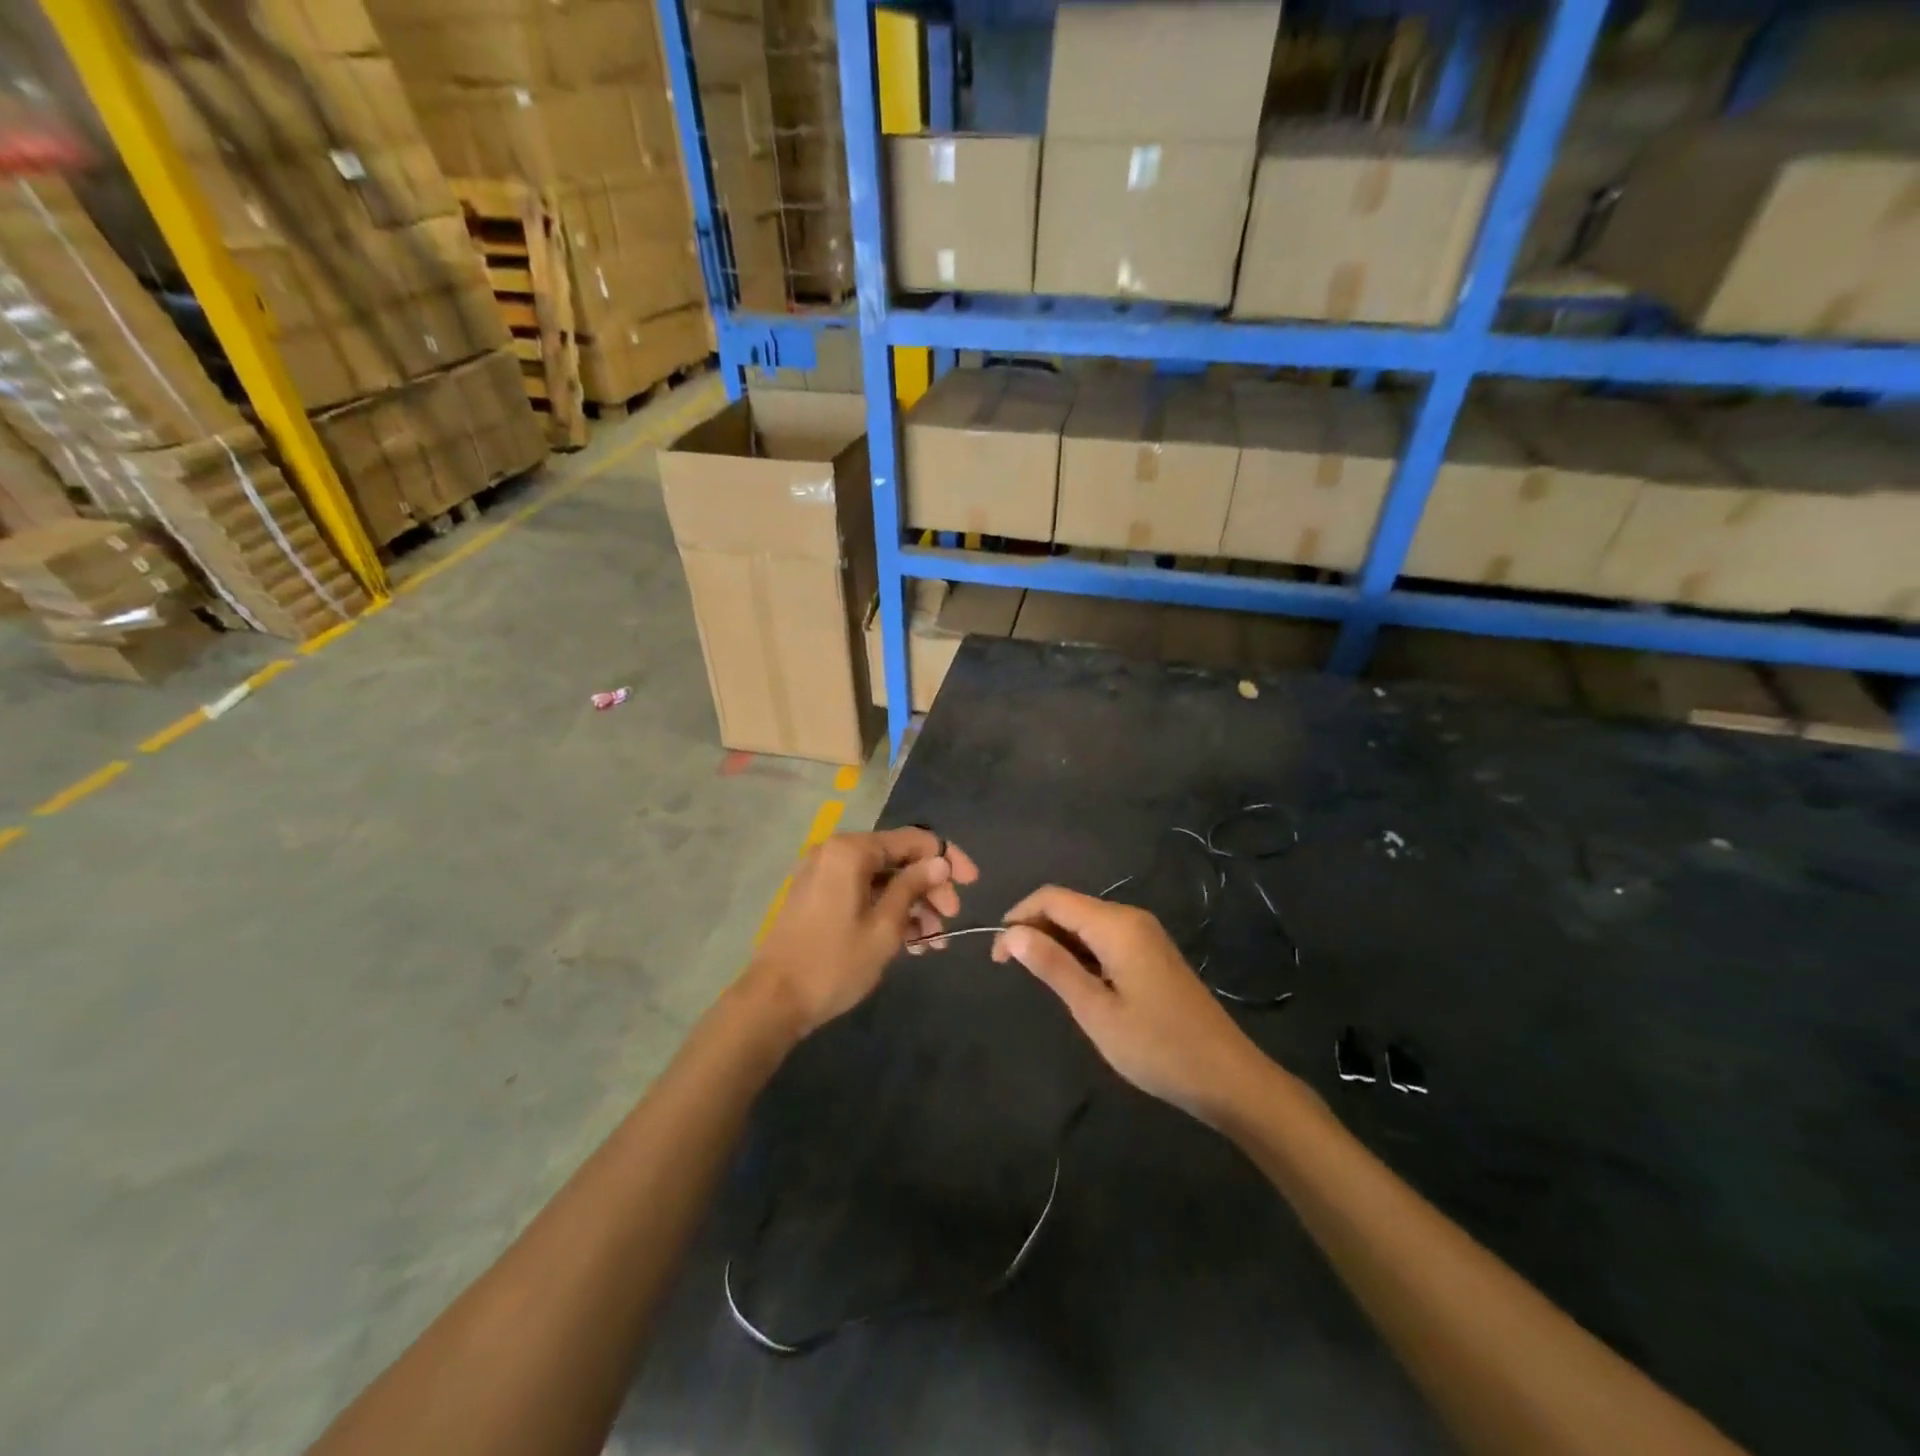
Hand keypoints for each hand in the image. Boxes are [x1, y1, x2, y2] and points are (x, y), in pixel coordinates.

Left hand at [747, 827, 979, 1040]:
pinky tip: (911, 942)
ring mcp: (824, 874)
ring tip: (934, 941)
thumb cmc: (834, 963)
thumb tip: (940, 860)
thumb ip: (913, 886)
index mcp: (851, 851)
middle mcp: (836, 852)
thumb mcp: (885, 927)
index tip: (972, 884)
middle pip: (898, 859)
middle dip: (930, 888)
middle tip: (950, 921)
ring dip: (913, 905)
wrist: (773, 1002)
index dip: (947, 858)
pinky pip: (864, 892)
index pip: (913, 840)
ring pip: (883, 879)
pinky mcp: (819, 897)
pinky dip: (888, 911)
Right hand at [993, 886, 1265, 1122]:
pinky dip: (1079, 952)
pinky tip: (1074, 983)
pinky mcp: (1152, 953)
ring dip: (1055, 942)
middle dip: (1034, 929)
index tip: (997, 956)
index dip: (1018, 918)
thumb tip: (1012, 932)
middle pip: (1068, 906)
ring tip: (1039, 981)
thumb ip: (1053, 966)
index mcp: (1116, 925)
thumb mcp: (1095, 1010)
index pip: (1052, 898)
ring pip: (1085, 922)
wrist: (1227, 1077)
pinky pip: (1104, 938)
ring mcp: (1145, 934)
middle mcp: (1131, 918)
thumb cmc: (1157, 1047)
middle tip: (1011, 971)